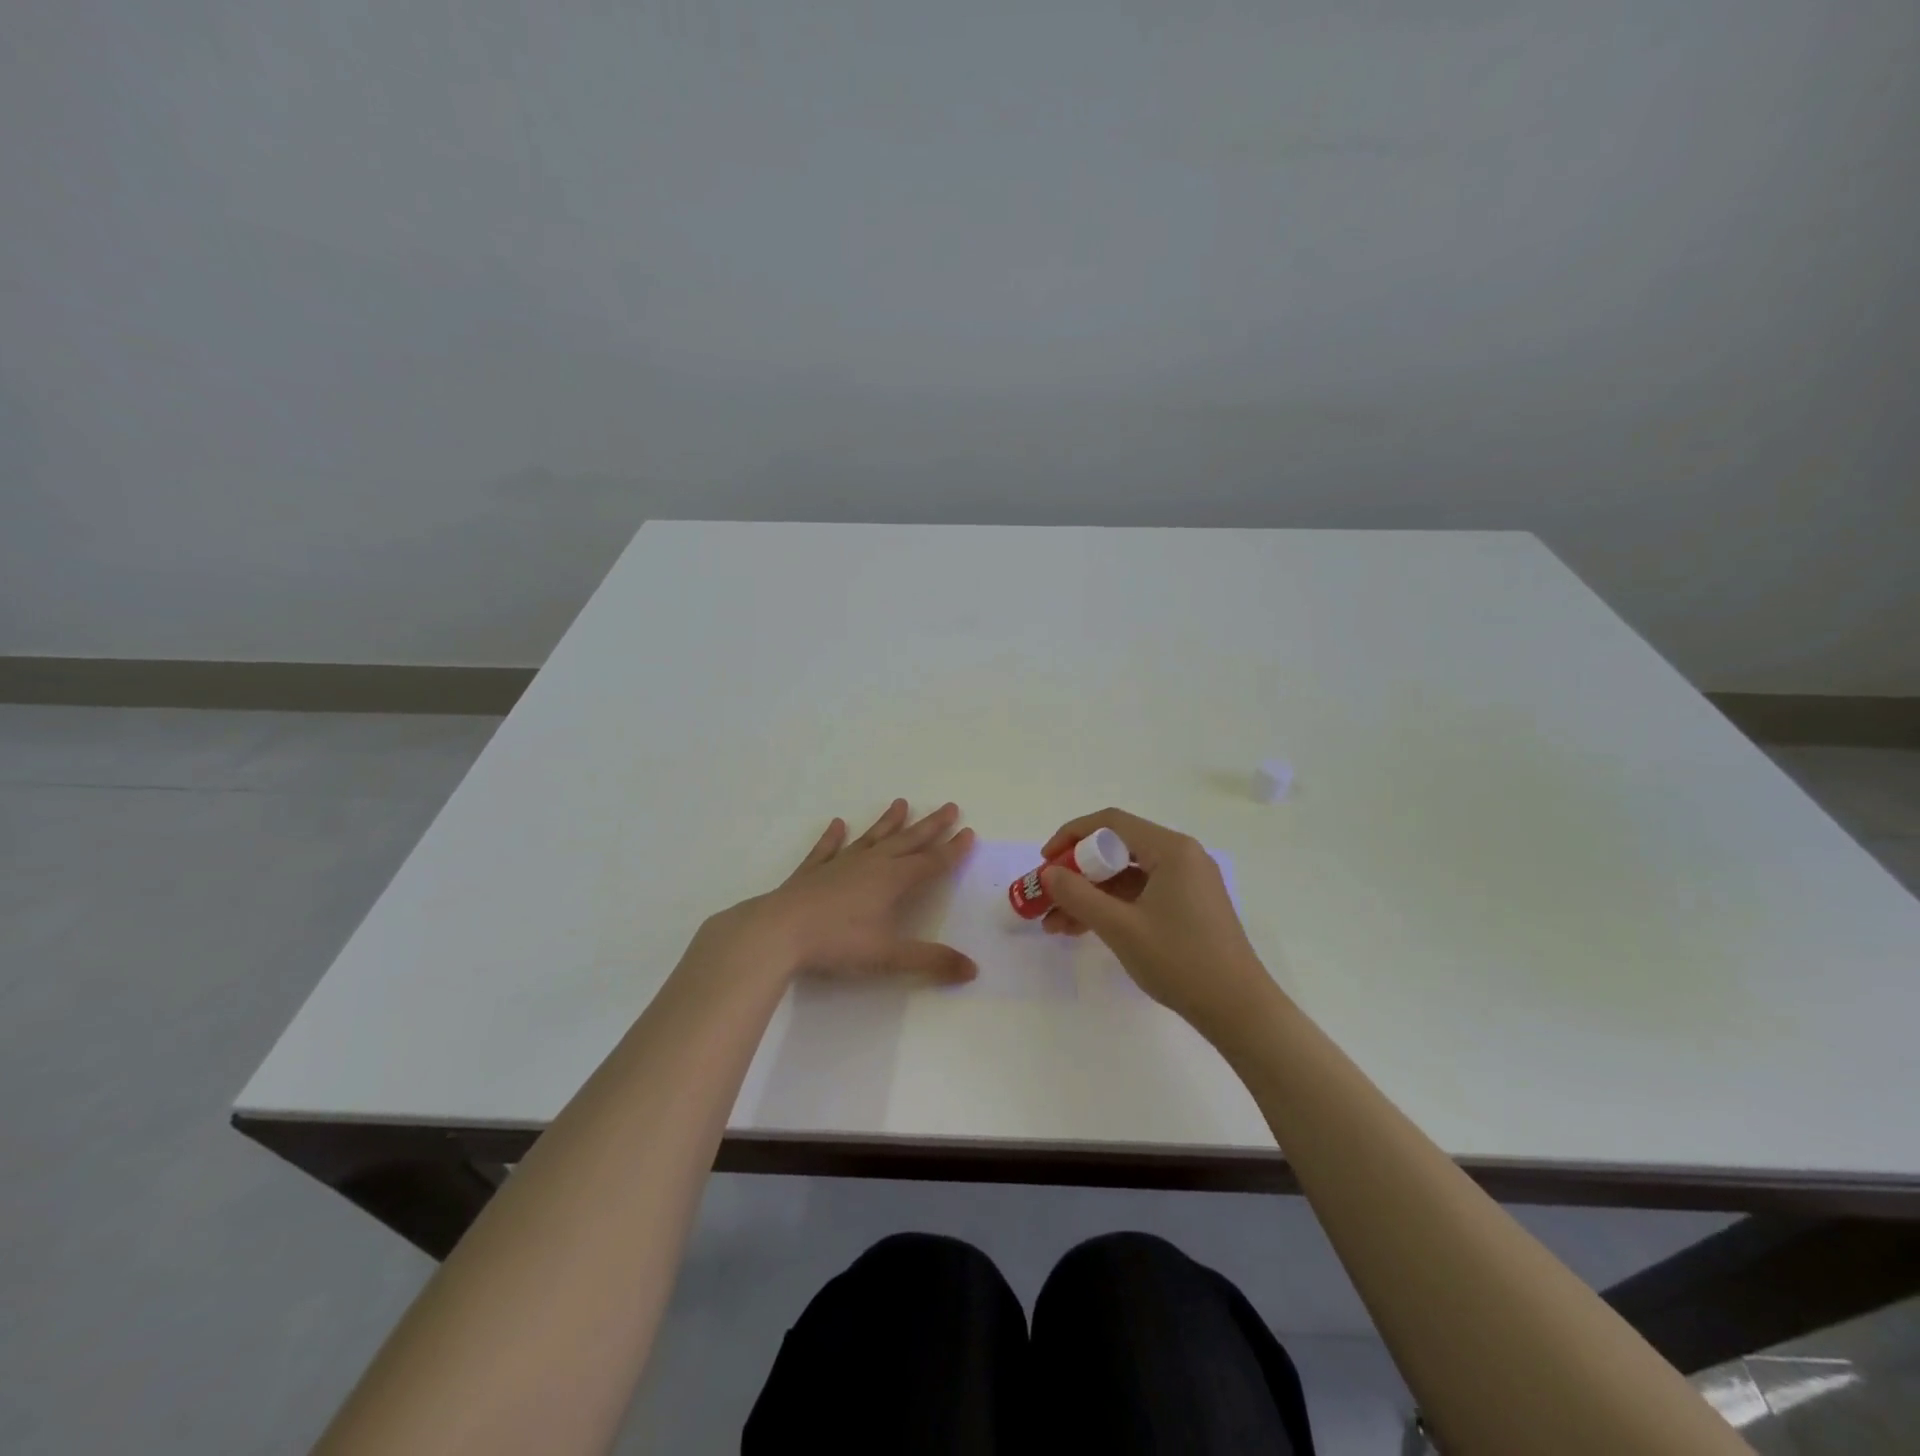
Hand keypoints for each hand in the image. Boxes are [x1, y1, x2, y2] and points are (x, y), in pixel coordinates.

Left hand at [717, 799, 977, 984]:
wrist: (778, 932)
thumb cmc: (837, 943)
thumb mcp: (888, 956)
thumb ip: (931, 961)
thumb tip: (973, 970)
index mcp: (893, 880)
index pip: (931, 862)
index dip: (952, 850)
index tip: (969, 832)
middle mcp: (870, 864)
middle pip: (907, 841)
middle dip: (931, 826)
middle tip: (950, 807)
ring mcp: (840, 864)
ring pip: (871, 838)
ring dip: (888, 822)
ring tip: (901, 802)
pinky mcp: (812, 872)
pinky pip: (827, 849)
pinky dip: (833, 837)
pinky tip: (838, 824)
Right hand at [1039, 808, 1273, 1036]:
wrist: (1239, 1010)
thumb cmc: (1180, 961)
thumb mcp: (1121, 927)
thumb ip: (1078, 896)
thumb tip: (1047, 873)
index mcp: (1171, 849)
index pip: (1110, 823)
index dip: (1071, 836)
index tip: (1045, 862)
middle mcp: (1182, 856)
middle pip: (1116, 849)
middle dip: (1076, 873)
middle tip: (1046, 897)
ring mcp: (1187, 882)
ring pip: (1126, 876)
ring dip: (1090, 895)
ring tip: (1055, 924)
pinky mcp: (1189, 906)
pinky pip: (1141, 894)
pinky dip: (1112, 907)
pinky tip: (1082, 930)